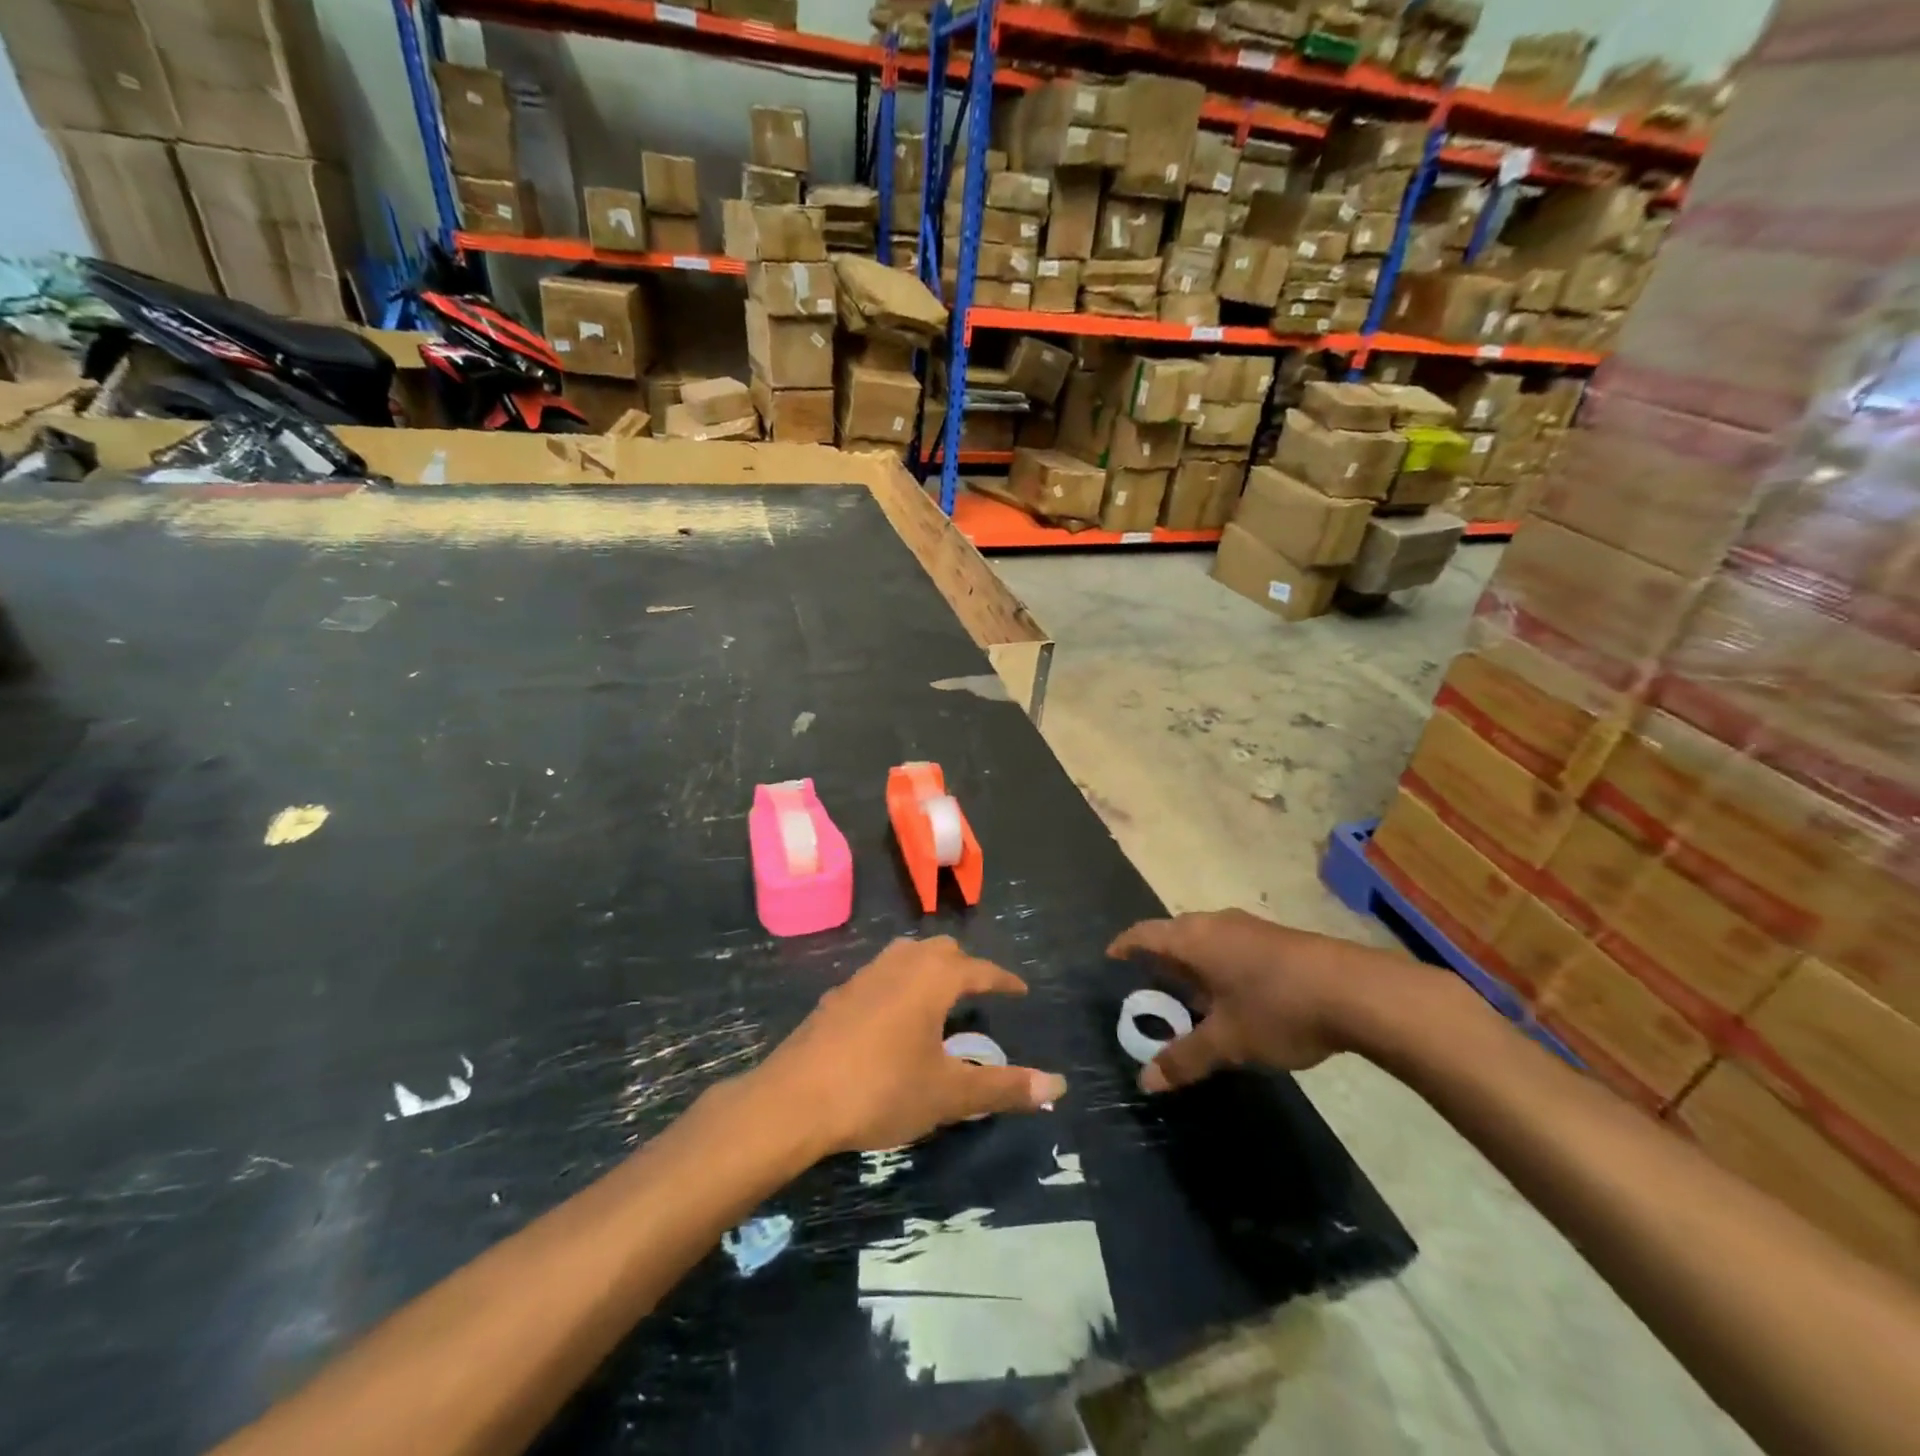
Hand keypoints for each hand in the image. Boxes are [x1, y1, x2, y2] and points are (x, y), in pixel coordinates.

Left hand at [748, 936, 1066, 1154]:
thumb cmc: (881, 1089)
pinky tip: (892, 1017)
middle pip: (940, 950)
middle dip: (965, 966)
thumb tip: (1059, 1085)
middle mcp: (899, 964)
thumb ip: (1004, 1086)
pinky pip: (880, 975)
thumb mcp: (949, 1094)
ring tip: (939, 997)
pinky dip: (899, 984)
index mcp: (932, 978)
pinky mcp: (837, 996)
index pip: (979, 968)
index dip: (1003, 979)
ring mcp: (863, 976)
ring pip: (905, 955)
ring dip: (928, 968)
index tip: (1020, 990)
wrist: (795, 1099)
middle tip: (980, 991)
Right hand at [1108, 910, 1418, 1091]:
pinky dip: (1219, 966)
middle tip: (1149, 987)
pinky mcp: (1277, 940)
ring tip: (1189, 996)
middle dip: (1160, 959)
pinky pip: (1231, 946)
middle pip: (1175, 934)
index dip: (1125, 945)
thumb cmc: (1277, 1008)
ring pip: (1206, 940)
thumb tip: (1145, 1083)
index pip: (1145, 933)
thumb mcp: (1228, 1041)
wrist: (1358, 991)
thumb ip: (1185, 1059)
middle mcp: (1216, 923)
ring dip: (1193, 964)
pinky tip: (1233, 996)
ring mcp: (1250, 928)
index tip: (1111, 958)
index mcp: (1194, 939)